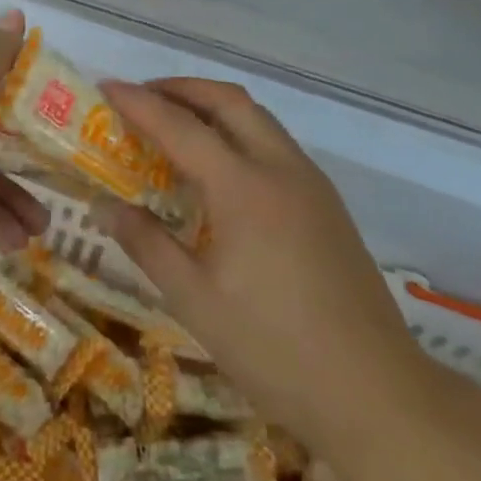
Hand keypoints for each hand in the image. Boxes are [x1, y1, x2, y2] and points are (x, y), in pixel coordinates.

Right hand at [93, 78, 434, 465]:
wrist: (376, 393)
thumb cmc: (274, 350)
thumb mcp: (195, 301)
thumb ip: (147, 244)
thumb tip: (103, 207)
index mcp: (244, 188)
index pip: (180, 126)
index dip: (139, 103)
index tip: (106, 88)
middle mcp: (280, 168)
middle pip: (228, 101)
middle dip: (182, 88)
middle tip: (142, 100)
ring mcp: (311, 183)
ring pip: (257, 118)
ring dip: (213, 108)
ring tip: (174, 127)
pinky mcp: (327, 203)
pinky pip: (275, 144)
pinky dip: (239, 133)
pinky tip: (220, 170)